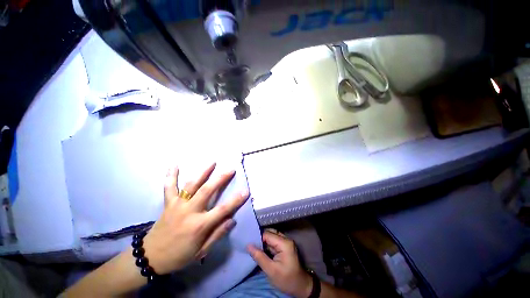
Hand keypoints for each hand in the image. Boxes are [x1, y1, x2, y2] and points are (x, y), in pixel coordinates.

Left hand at [143, 163, 248, 274]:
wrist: (151, 257)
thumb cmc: (179, 256)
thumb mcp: (201, 251)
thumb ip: (217, 234)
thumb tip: (232, 220)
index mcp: (199, 225)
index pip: (222, 210)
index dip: (236, 200)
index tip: (246, 191)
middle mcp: (189, 211)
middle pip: (208, 191)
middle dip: (221, 179)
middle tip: (231, 169)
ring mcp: (177, 205)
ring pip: (192, 185)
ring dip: (203, 172)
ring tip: (212, 162)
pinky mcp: (168, 203)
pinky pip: (169, 187)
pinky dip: (171, 176)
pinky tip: (174, 165)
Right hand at [247, 230, 312, 297]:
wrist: (300, 287)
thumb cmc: (286, 279)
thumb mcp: (271, 270)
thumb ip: (259, 257)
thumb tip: (248, 246)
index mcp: (284, 243)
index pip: (268, 235)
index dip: (258, 238)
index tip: (248, 243)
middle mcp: (285, 239)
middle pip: (270, 233)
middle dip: (260, 239)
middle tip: (250, 245)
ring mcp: (286, 242)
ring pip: (271, 237)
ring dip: (263, 242)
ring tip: (254, 247)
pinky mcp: (284, 247)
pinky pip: (274, 241)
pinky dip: (267, 245)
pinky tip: (261, 250)